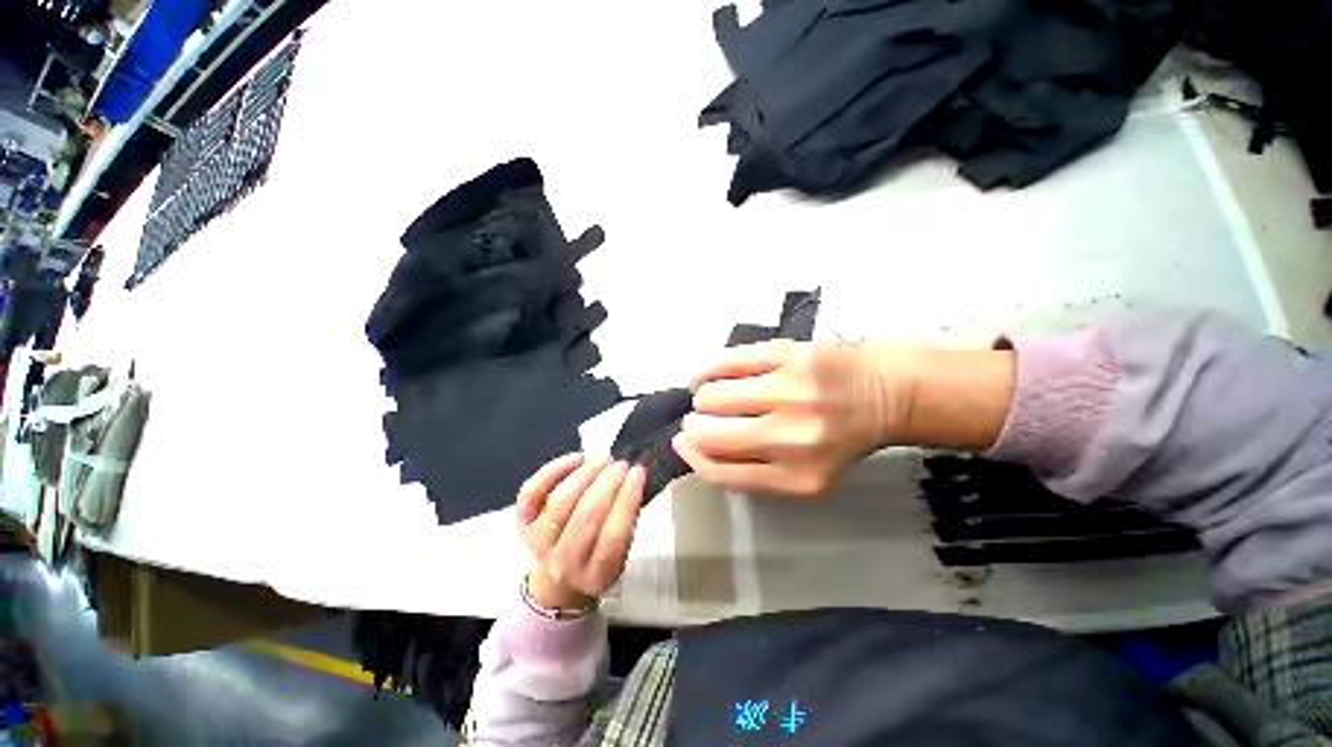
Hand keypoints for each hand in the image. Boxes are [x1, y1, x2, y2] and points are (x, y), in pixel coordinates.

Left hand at [516, 453, 646, 609]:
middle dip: (608, 482)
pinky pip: (532, 492)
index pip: (614, 535)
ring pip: (560, 502)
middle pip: (587, 516)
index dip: (628, 498)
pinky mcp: (522, 523)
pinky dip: (554, 470)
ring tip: (604, 459)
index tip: (638, 472)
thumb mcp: (622, 553)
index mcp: (598, 574)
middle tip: (622, 463)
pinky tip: (578, 458)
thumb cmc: (599, 556)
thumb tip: (636, 476)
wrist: (559, 579)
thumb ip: (629, 521)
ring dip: (586, 474)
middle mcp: (565, 563)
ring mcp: (539, 543)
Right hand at [672, 340, 909, 497]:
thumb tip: (689, 445)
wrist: (888, 391)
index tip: (685, 442)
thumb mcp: (802, 472)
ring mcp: (791, 392)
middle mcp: (793, 438)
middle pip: (708, 434)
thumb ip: (750, 470)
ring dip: (703, 397)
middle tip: (700, 418)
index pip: (718, 471)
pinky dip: (708, 370)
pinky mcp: (790, 354)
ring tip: (714, 395)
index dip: (692, 455)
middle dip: (693, 426)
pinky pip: (727, 361)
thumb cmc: (840, 435)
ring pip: (711, 396)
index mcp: (797, 478)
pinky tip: (709, 376)